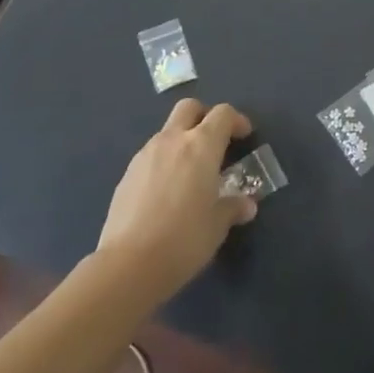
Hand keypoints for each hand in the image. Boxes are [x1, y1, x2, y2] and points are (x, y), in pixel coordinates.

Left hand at [95, 99, 257, 298]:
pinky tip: (167, 191)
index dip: (237, 120)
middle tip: (215, 140)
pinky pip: (151, 155)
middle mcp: (172, 141)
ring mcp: (145, 155)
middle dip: (204, 116)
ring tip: (191, 173)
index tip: (245, 136)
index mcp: (201, 146)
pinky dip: (164, 162)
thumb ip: (233, 208)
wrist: (128, 265)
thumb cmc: (184, 239)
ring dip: (182, 141)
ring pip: (167, 131)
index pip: (222, 114)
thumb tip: (246, 205)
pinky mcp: (127, 174)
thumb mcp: (217, 226)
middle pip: (189, 108)